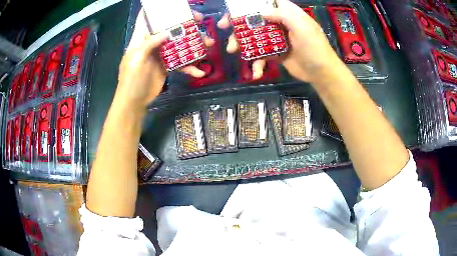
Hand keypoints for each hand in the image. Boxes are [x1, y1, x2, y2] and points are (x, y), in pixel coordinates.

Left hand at [116, 9, 214, 109]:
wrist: (135, 102)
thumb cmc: (131, 79)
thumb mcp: (137, 59)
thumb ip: (149, 44)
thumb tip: (167, 32)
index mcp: (140, 39)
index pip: (145, 19)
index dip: (154, 9)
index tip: (169, 3)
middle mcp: (151, 43)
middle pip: (168, 27)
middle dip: (182, 22)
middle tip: (199, 19)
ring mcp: (161, 54)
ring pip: (178, 43)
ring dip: (193, 43)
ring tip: (208, 43)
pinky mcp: (167, 66)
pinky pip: (180, 62)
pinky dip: (190, 66)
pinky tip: (199, 71)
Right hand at [218, 0, 339, 82]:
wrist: (321, 73)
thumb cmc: (314, 47)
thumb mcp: (302, 27)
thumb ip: (283, 16)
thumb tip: (261, 12)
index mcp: (287, 13)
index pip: (266, 2)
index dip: (249, 4)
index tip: (234, 10)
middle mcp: (280, 23)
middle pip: (255, 18)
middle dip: (239, 23)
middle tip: (225, 28)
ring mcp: (276, 38)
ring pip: (255, 36)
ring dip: (242, 43)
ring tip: (232, 50)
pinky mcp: (275, 52)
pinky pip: (261, 53)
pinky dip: (257, 62)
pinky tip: (256, 71)